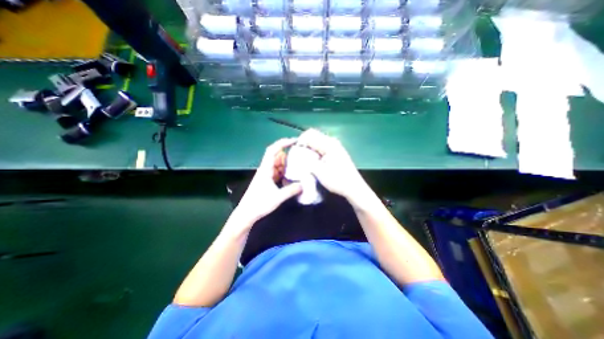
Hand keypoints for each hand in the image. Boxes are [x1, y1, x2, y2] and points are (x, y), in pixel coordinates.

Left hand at [233, 137, 304, 225]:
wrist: (246, 214)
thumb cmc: (259, 204)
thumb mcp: (278, 197)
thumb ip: (291, 190)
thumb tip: (303, 185)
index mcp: (265, 169)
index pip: (273, 150)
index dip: (282, 143)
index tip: (294, 141)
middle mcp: (265, 169)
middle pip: (277, 156)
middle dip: (288, 155)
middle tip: (301, 156)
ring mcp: (266, 175)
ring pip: (278, 165)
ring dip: (287, 165)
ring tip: (299, 166)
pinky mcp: (267, 181)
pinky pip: (277, 172)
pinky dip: (285, 172)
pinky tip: (292, 177)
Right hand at [299, 130, 367, 200]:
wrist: (354, 188)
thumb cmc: (338, 180)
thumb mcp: (319, 172)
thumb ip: (307, 161)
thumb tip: (297, 156)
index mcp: (329, 144)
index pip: (309, 135)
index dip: (300, 141)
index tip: (295, 152)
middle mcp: (332, 142)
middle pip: (313, 135)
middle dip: (304, 143)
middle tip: (298, 155)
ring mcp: (335, 146)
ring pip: (317, 141)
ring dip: (309, 147)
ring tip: (304, 158)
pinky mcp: (336, 151)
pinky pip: (321, 146)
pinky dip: (314, 150)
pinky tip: (313, 159)